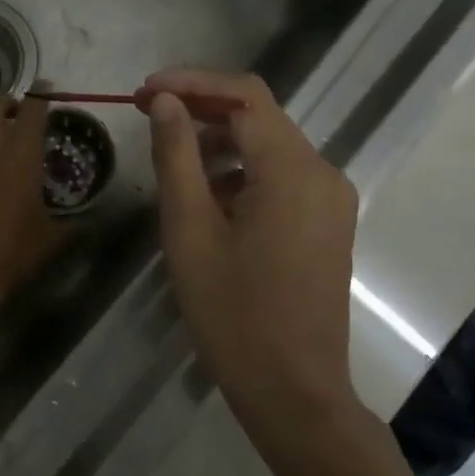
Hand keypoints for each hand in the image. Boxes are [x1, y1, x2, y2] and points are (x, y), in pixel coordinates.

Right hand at [140, 69, 369, 437]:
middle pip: (258, 114)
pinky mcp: (327, 221)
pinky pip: (281, 174)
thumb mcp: (190, 230)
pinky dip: (241, 169)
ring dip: (219, 138)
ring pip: (269, 144)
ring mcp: (330, 198)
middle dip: (201, 106)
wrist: (294, 393)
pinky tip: (207, 193)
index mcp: (293, 170)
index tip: (144, 91)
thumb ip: (176, 156)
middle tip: (146, 113)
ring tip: (170, 154)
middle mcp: (322, 172)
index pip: (243, 95)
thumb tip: (164, 102)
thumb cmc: (234, 314)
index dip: (191, 82)